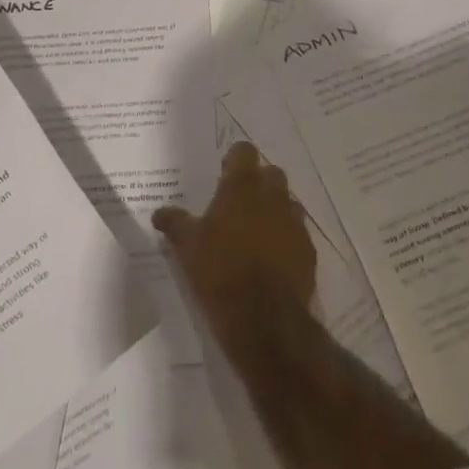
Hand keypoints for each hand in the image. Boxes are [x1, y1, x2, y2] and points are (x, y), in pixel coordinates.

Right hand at [154, 142, 315, 345]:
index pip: (244, 151)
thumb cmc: (219, 271)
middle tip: (237, 203)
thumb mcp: (187, 247)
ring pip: (287, 202)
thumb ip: (175, 223)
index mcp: (242, 186)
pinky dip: (286, 238)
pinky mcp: (308, 248)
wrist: (264, 317)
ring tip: (254, 231)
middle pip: (270, 173)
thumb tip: (160, 212)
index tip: (223, 173)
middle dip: (257, 182)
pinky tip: (271, 257)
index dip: (234, 159)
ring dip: (274, 209)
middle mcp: (273, 195)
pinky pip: (297, 233)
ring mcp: (294, 221)